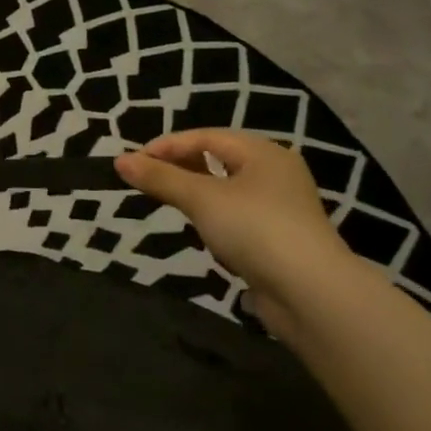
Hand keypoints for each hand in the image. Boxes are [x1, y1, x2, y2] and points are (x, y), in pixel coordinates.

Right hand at [115, 130, 354, 339]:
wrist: (310, 294)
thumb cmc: (254, 229)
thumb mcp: (201, 199)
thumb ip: (160, 178)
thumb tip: (119, 161)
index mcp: (264, 153)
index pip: (207, 136)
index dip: (168, 145)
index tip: (135, 161)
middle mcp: (277, 174)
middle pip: (220, 160)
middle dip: (182, 167)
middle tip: (148, 179)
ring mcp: (282, 208)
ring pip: (229, 190)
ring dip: (199, 193)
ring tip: (170, 203)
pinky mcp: (281, 240)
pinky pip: (240, 218)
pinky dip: (217, 219)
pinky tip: (205, 235)